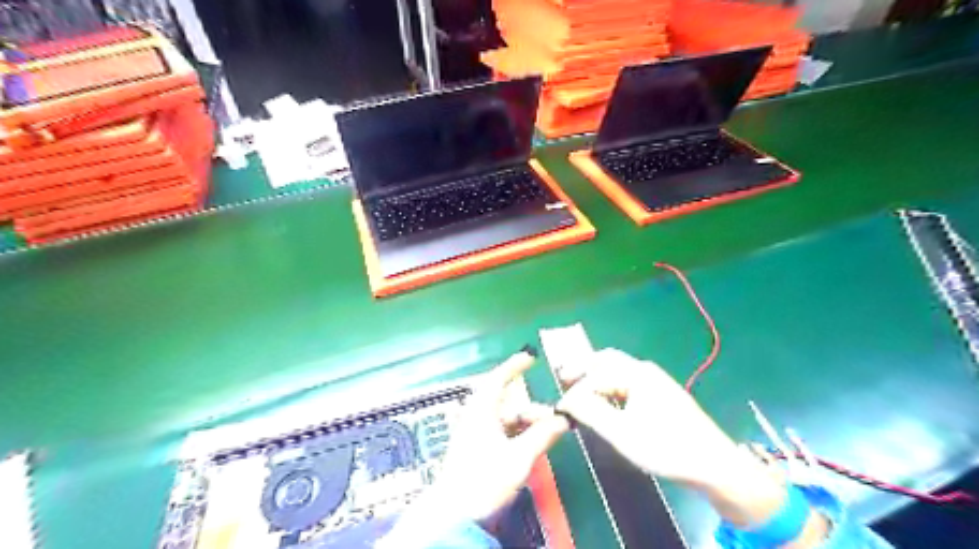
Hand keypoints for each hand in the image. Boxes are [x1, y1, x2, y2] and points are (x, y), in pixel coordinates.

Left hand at [428, 352, 565, 523]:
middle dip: (532, 409)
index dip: (515, 366)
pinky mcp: (475, 450)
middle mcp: (476, 417)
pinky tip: (531, 446)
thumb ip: (542, 436)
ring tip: (548, 436)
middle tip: (554, 419)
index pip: (498, 379)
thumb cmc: (485, 479)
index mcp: (481, 410)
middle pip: (508, 403)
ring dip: (527, 425)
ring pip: (506, 421)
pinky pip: (501, 433)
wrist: (454, 515)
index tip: (531, 356)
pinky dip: (518, 436)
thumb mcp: (519, 457)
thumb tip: (563, 420)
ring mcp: (474, 434)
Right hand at [558, 352, 785, 526]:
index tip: (561, 408)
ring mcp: (656, 381)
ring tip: (581, 393)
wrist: (714, 465)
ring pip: (618, 370)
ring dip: (597, 377)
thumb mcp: (622, 433)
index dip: (574, 390)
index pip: (595, 374)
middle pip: (607, 360)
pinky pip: (628, 382)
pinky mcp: (661, 395)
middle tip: (564, 382)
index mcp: (636, 374)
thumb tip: (566, 400)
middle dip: (583, 369)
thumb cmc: (666, 447)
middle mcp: (645, 370)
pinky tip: (606, 403)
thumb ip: (591, 413)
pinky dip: (610, 387)